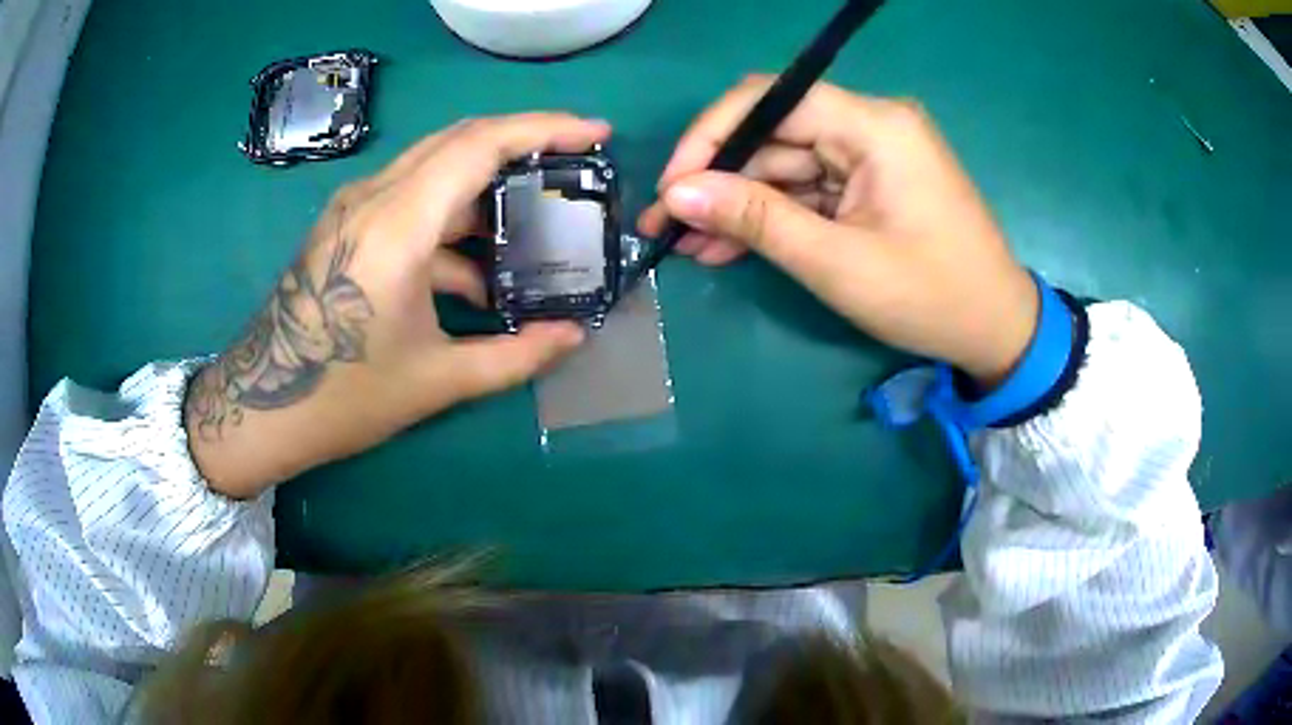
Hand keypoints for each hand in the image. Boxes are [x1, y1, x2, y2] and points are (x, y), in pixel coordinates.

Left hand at [187, 115, 609, 498]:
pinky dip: (455, 219)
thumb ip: (516, 356)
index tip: (596, 134)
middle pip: (460, 140)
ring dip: (488, 187)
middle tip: (574, 164)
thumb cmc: (343, 397)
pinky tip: (478, 271)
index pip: (480, 143)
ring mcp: (356, 209)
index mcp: (397, 225)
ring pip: (436, 167)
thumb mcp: (437, 381)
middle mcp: (374, 198)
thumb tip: (575, 337)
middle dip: (524, 143)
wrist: (262, 408)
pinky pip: (413, 199)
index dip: (545, 129)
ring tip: (534, 226)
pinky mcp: (348, 226)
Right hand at [639, 77, 1037, 386]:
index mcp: (874, 126)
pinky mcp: (871, 184)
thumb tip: (678, 193)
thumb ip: (756, 219)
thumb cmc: (930, 297)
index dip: (712, 135)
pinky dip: (773, 217)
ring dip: (739, 205)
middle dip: (719, 179)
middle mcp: (871, 125)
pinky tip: (727, 247)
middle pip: (775, 133)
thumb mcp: (837, 262)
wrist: (996, 330)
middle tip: (668, 224)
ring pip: (785, 165)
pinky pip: (809, 189)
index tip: (673, 186)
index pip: (771, 100)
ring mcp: (872, 155)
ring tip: (687, 246)